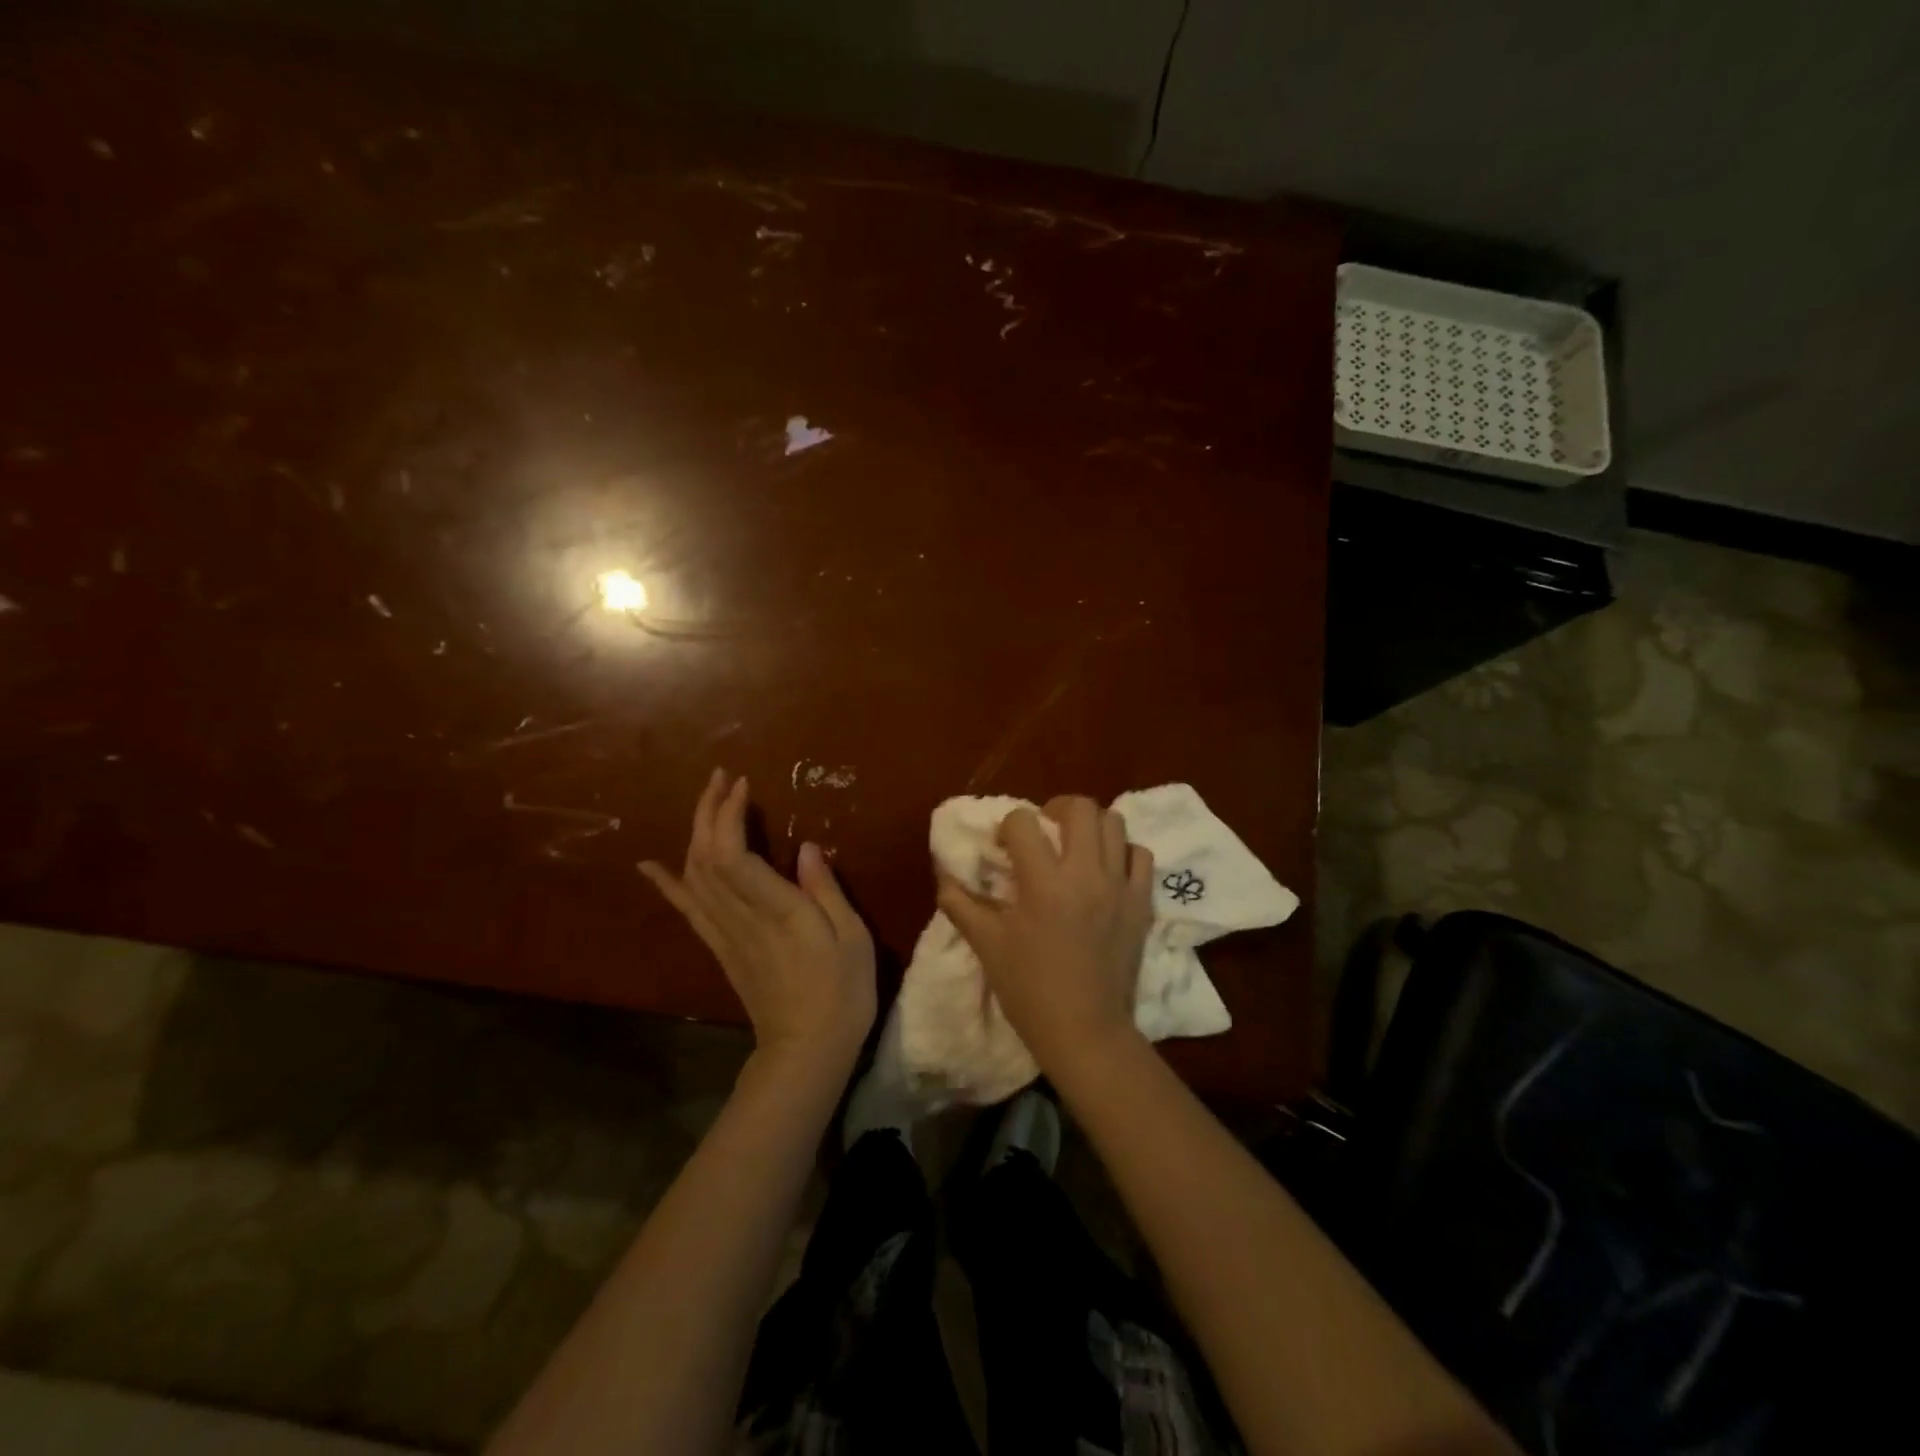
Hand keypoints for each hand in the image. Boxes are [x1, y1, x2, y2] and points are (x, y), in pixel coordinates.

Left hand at [642, 769, 875, 1071]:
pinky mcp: (719, 947)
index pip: (734, 855)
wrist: (806, 1050)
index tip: (743, 785)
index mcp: (778, 912)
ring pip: (694, 875)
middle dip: (709, 812)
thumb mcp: (852, 938)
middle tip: (721, 778)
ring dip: (695, 833)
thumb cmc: (842, 992)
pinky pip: (687, 909)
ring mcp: (724, 934)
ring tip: (707, 801)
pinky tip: (651, 864)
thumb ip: (827, 891)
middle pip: (706, 857)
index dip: (730, 816)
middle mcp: (741, 918)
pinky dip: (667, 883)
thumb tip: (807, 848)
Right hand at [937, 795, 1154, 1077]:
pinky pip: (1140, 855)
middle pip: (1080, 807)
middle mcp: (1086, 874)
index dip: (1008, 827)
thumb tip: (944, 875)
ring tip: (1076, 847)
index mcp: (1044, 883)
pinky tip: (1106, 870)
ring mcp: (1120, 886)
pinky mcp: (1142, 903)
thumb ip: (960, 904)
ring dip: (1091, 826)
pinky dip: (1122, 852)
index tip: (1003, 847)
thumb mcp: (986, 945)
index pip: (1023, 821)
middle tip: (1044, 830)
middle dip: (1055, 808)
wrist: (1085, 1031)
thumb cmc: (1029, 989)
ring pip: (1114, 823)